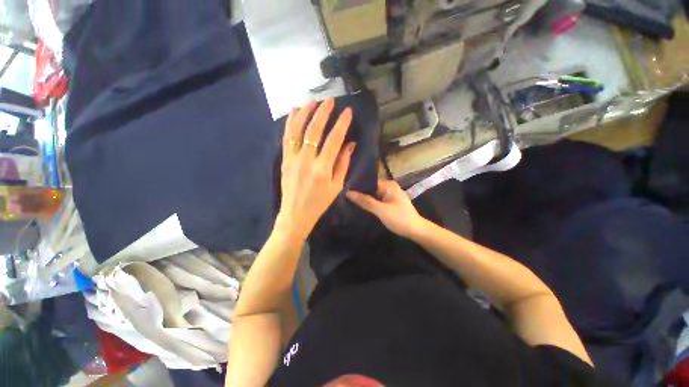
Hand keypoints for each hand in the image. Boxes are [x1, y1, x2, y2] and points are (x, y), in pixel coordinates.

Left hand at [276, 98, 354, 240]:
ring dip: (305, 113)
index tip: (347, 111)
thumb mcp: (337, 186)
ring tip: (312, 101)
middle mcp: (306, 160)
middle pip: (314, 130)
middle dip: (323, 112)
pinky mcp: (284, 159)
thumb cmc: (320, 202)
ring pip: (297, 129)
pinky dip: (290, 122)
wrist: (296, 214)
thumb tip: (350, 144)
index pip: (334, 140)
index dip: (341, 124)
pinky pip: (286, 136)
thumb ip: (343, 164)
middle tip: (330, 100)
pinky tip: (295, 111)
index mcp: (322, 169)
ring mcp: (292, 158)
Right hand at [346, 179, 426, 237]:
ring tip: (350, 201)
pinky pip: (378, 200)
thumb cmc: (399, 219)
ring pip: (374, 195)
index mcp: (389, 185)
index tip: (345, 190)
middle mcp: (390, 187)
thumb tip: (349, 193)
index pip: (370, 182)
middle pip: (371, 188)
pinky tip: (362, 206)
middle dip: (361, 193)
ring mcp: (391, 195)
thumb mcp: (381, 210)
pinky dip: (371, 203)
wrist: (416, 231)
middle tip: (346, 197)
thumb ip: (365, 201)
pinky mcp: (391, 202)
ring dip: (365, 199)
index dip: (358, 186)